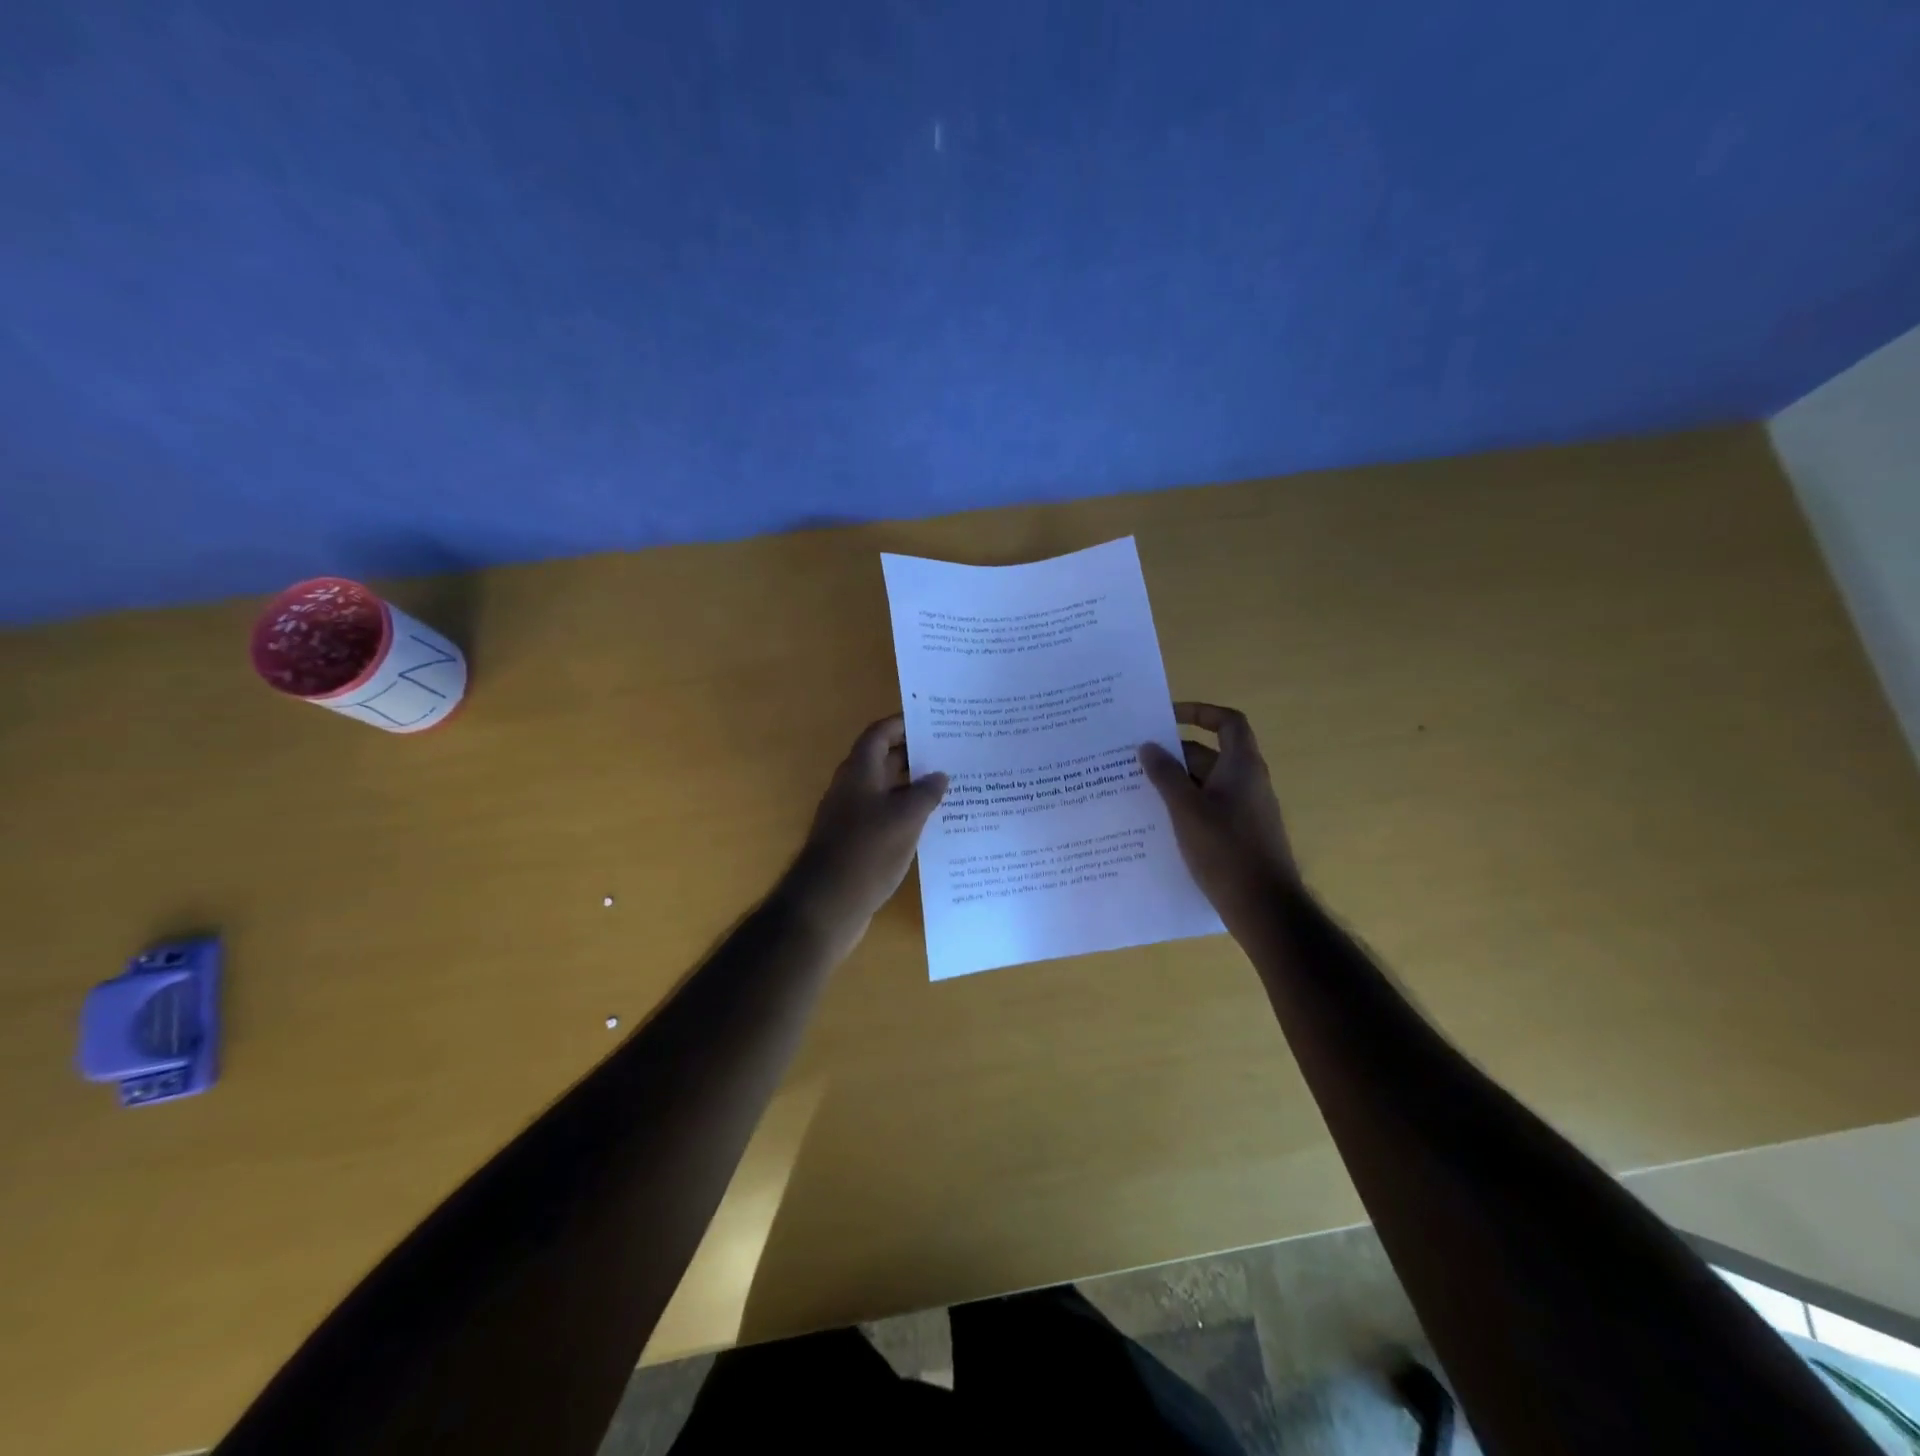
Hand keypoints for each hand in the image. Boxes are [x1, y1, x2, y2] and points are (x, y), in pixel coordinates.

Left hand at [783, 715, 947, 942]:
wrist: (827, 903)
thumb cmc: (867, 851)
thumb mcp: (905, 818)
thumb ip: (925, 793)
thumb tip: (939, 775)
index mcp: (860, 771)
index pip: (880, 733)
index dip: (903, 724)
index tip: (934, 723)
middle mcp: (853, 787)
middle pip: (884, 759)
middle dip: (915, 755)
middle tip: (952, 753)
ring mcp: (852, 815)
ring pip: (886, 789)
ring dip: (913, 786)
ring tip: (950, 786)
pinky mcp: (856, 841)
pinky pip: (885, 815)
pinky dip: (906, 813)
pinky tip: (932, 823)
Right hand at [1139, 702, 1298, 932]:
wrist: (1263, 906)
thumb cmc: (1226, 850)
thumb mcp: (1187, 809)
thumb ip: (1166, 775)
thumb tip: (1148, 746)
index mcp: (1242, 766)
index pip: (1227, 722)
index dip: (1200, 712)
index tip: (1166, 716)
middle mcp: (1247, 782)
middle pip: (1210, 753)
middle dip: (1174, 753)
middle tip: (1135, 757)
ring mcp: (1244, 810)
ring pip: (1205, 784)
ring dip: (1175, 782)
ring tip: (1136, 787)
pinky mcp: (1238, 834)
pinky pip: (1208, 808)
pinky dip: (1184, 806)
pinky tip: (1155, 820)